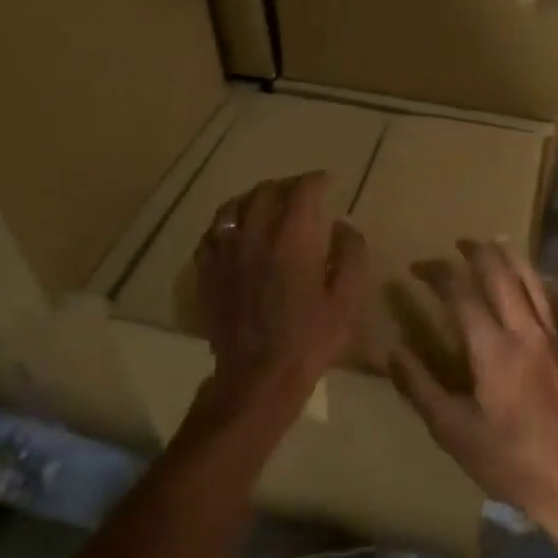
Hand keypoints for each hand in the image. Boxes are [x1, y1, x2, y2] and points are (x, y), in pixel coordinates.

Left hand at [185, 172, 369, 429]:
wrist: (258, 377)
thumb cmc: (310, 339)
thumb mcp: (347, 299)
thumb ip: (351, 253)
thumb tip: (342, 225)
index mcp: (293, 239)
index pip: (303, 190)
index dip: (318, 180)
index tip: (329, 183)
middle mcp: (255, 235)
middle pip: (267, 190)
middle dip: (288, 185)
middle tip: (302, 194)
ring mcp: (225, 251)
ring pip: (235, 205)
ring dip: (256, 198)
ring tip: (268, 206)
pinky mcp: (206, 270)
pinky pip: (213, 231)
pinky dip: (229, 222)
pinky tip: (239, 232)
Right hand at [389, 240, 557, 530]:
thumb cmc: (509, 460)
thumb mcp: (453, 431)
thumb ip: (420, 389)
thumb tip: (392, 353)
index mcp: (494, 349)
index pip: (463, 294)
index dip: (438, 273)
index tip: (417, 267)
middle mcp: (526, 333)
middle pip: (502, 276)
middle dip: (478, 253)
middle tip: (458, 242)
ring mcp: (553, 340)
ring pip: (534, 283)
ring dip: (513, 259)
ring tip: (496, 244)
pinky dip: (546, 286)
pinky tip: (540, 281)